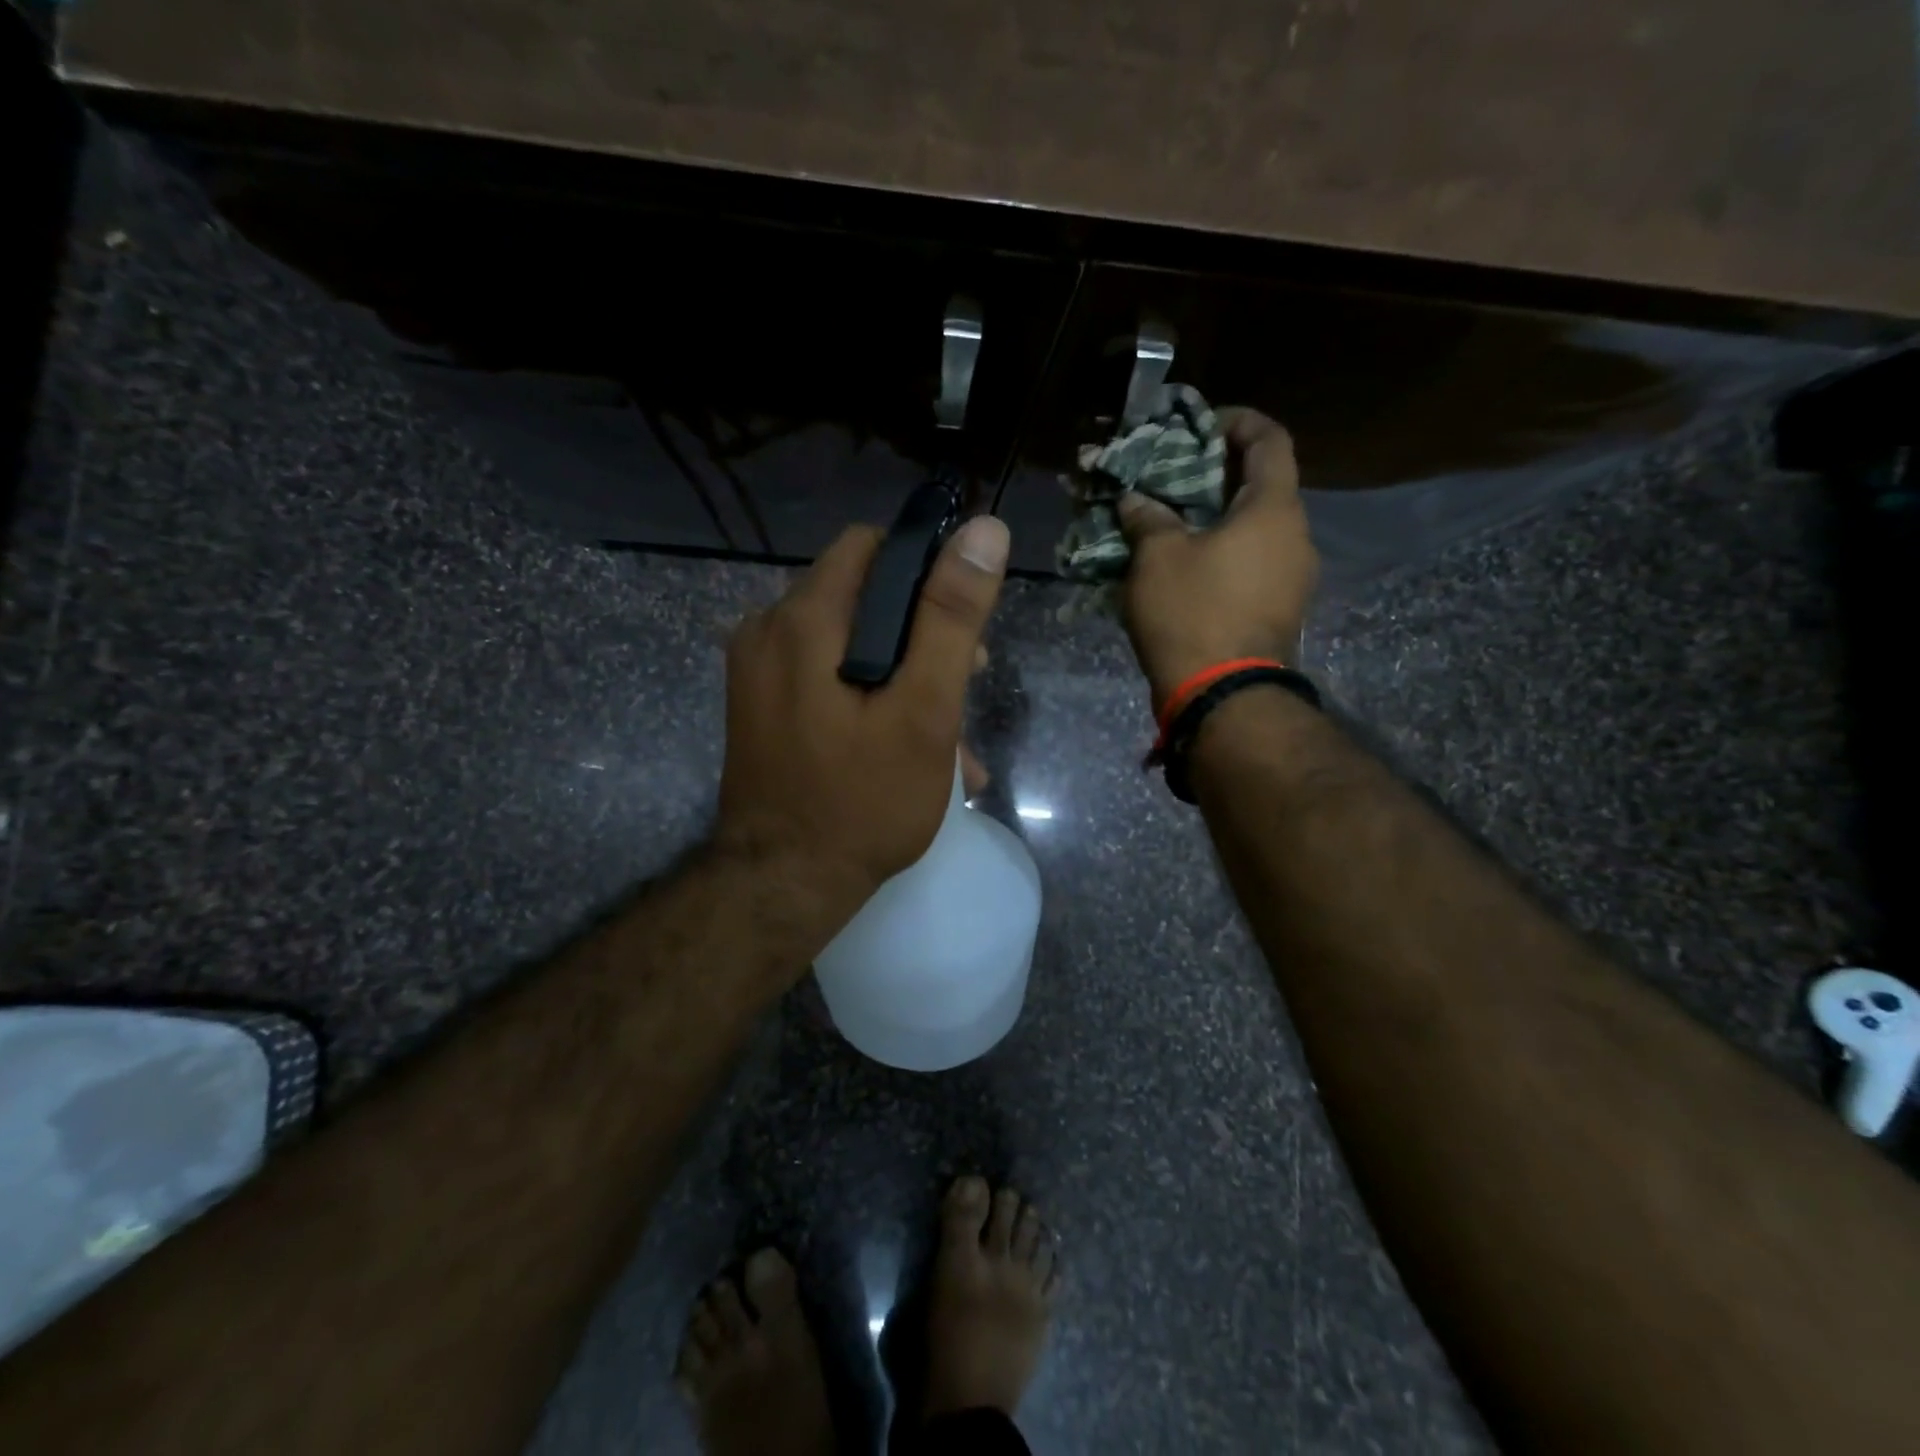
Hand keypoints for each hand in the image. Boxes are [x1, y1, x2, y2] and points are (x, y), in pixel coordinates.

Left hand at [713, 514, 1009, 927]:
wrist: (782, 887)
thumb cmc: (862, 801)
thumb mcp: (923, 710)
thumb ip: (951, 620)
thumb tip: (985, 531)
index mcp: (803, 620)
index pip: (871, 547)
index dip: (926, 568)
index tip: (964, 620)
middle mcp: (768, 631)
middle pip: (860, 595)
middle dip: (921, 631)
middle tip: (967, 681)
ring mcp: (759, 672)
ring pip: (847, 640)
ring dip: (903, 671)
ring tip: (951, 732)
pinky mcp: (762, 705)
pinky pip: (825, 675)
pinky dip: (870, 694)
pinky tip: (910, 745)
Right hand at [1118, 407, 1318, 710]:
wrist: (1224, 695)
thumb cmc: (1193, 612)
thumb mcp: (1157, 558)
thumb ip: (1148, 519)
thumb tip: (1136, 500)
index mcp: (1273, 509)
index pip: (1270, 440)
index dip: (1239, 422)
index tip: (1203, 425)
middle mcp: (1296, 536)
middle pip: (1264, 486)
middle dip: (1221, 474)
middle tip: (1176, 477)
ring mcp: (1295, 577)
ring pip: (1258, 529)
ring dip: (1221, 519)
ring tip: (1176, 524)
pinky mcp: (1282, 610)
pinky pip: (1255, 564)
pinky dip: (1226, 553)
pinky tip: (1190, 566)